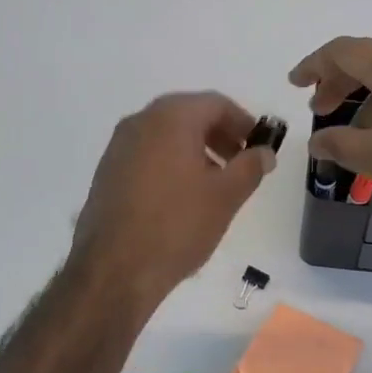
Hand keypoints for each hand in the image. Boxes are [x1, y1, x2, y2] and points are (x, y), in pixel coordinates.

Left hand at [71, 92, 276, 308]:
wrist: (114, 269)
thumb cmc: (178, 225)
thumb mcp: (226, 196)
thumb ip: (251, 166)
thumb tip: (264, 152)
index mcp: (170, 118)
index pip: (215, 103)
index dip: (243, 122)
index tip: (259, 146)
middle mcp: (140, 122)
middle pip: (189, 115)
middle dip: (220, 135)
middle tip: (241, 163)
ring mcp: (118, 147)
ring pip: (167, 135)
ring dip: (196, 150)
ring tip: (216, 184)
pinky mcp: (107, 173)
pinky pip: (148, 155)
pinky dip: (172, 163)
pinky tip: (183, 197)